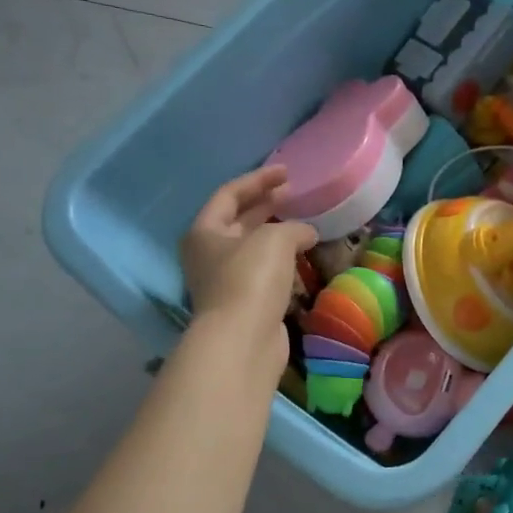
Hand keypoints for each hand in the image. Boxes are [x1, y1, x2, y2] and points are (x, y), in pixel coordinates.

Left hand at [181, 166, 316, 344]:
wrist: (243, 340)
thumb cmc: (250, 279)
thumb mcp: (274, 239)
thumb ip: (294, 227)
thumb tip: (307, 233)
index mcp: (205, 231)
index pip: (229, 194)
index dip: (258, 180)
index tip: (286, 173)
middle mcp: (209, 254)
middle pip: (239, 221)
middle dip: (266, 206)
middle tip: (294, 196)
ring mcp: (226, 281)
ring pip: (253, 248)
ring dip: (276, 235)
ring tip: (304, 225)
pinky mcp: (245, 303)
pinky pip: (265, 273)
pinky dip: (282, 261)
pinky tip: (302, 258)